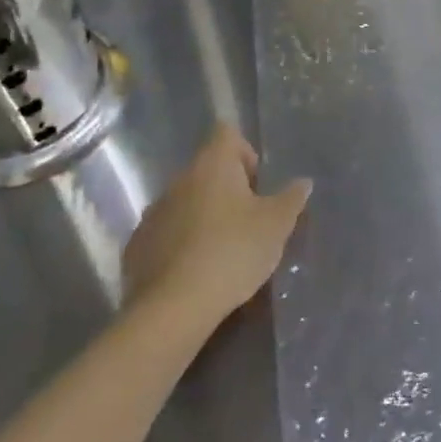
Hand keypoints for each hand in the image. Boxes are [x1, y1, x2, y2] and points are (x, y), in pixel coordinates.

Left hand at [123, 124, 311, 329]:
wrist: (174, 307)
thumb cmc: (233, 252)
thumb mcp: (276, 225)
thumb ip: (292, 199)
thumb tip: (303, 182)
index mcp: (212, 164)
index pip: (227, 133)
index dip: (245, 152)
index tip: (257, 185)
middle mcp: (179, 179)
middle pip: (207, 169)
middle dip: (227, 190)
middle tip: (248, 222)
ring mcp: (154, 212)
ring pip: (186, 201)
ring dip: (204, 216)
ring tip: (222, 251)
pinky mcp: (138, 245)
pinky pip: (166, 232)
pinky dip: (181, 243)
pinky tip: (195, 272)